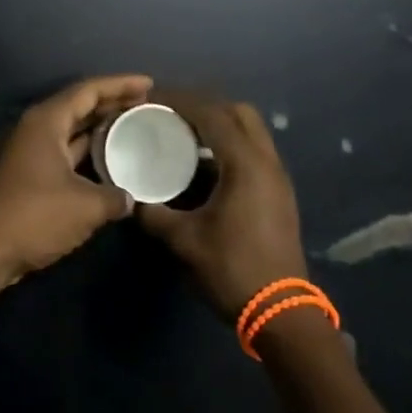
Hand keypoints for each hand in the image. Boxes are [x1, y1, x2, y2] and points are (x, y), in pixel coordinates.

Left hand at [0, 74, 154, 281]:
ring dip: (98, 128)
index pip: (87, 90)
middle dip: (111, 103)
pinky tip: (108, 160)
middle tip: (145, 104)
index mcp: (45, 121)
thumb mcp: (87, 206)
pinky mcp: (25, 173)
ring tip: (132, 127)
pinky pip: (62, 150)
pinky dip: (86, 151)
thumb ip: (115, 197)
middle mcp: (33, 128)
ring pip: (69, 130)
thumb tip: (129, 199)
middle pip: (77, 106)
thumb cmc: (36, 217)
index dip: (120, 84)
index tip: (149, 83)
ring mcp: (26, 151)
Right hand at [137, 92, 308, 319]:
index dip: (179, 101)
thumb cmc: (232, 269)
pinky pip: (254, 150)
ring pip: (250, 130)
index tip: (151, 99)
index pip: (211, 114)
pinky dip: (229, 143)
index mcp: (245, 164)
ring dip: (219, 124)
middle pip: (238, 112)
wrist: (282, 313)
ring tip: (183, 133)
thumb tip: (129, 198)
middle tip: (170, 113)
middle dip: (203, 105)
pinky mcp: (279, 193)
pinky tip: (204, 164)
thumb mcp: (184, 241)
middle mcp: (266, 161)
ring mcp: (277, 177)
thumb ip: (152, 213)